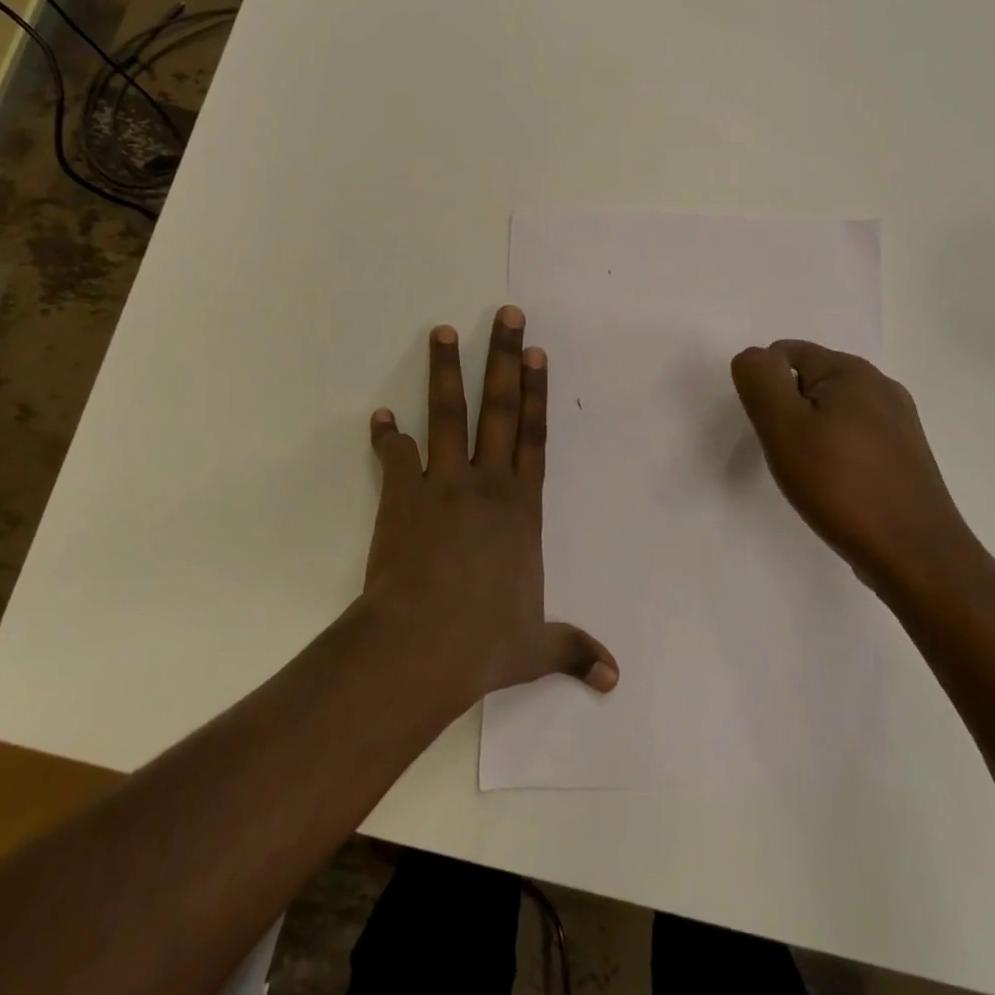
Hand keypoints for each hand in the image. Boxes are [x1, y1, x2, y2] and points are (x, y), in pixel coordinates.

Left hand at [362, 308, 617, 708]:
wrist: (422, 647)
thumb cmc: (485, 641)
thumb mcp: (535, 646)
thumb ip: (573, 650)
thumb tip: (614, 680)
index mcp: (521, 507)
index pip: (534, 435)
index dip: (537, 391)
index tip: (535, 351)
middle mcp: (487, 483)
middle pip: (501, 408)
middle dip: (503, 357)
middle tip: (504, 314)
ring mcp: (443, 485)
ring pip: (448, 415)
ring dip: (444, 372)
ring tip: (442, 331)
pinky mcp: (402, 498)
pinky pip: (395, 458)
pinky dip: (386, 438)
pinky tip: (379, 417)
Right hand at [731, 340, 969, 593]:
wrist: (916, 556)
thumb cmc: (842, 486)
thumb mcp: (783, 426)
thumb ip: (759, 380)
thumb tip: (755, 358)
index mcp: (852, 369)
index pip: (784, 354)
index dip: (766, 390)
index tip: (773, 432)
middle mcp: (881, 385)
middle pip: (809, 382)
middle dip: (789, 413)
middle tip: (789, 456)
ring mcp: (899, 420)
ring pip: (832, 412)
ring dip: (812, 436)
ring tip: (813, 476)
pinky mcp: (906, 454)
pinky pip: (855, 437)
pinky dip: (837, 455)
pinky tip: (840, 488)